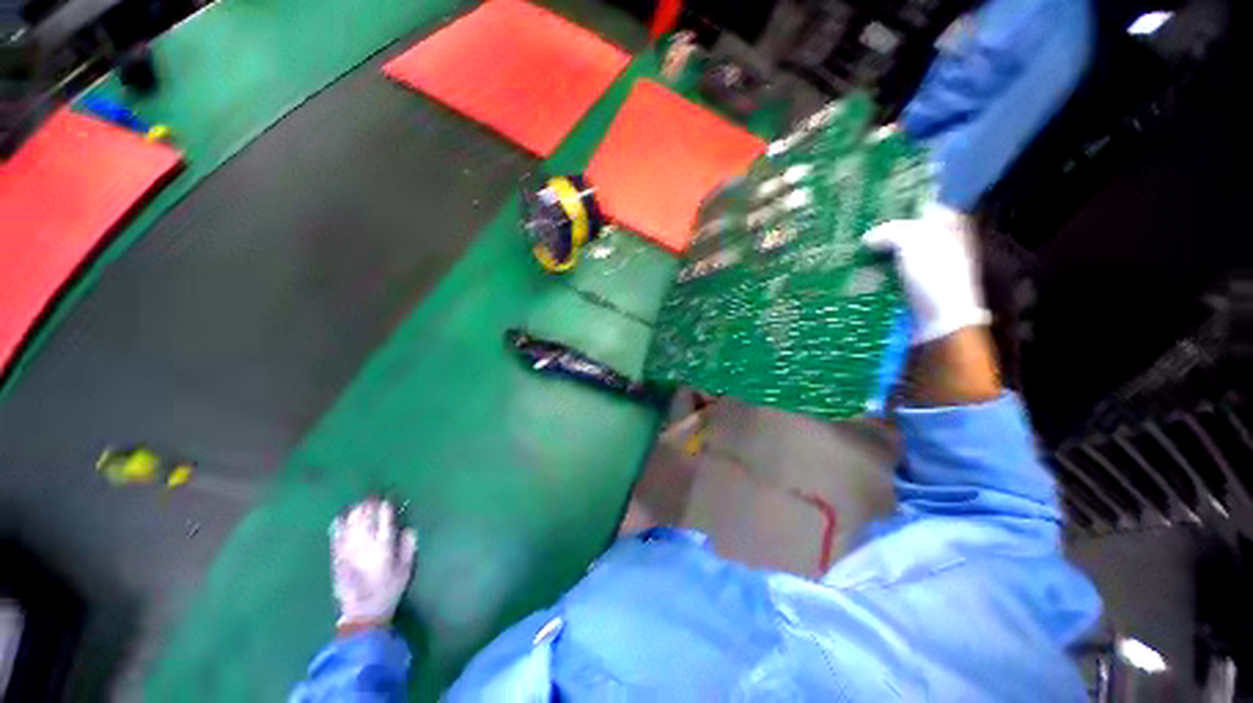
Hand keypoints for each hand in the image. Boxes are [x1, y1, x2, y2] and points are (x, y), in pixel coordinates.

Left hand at [330, 498, 416, 628]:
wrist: (362, 612)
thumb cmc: (388, 588)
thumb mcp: (406, 568)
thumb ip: (408, 545)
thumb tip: (408, 528)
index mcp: (384, 546)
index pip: (385, 519)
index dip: (386, 507)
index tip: (388, 498)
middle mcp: (365, 544)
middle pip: (366, 518)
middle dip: (369, 505)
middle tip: (372, 495)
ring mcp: (348, 551)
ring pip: (351, 524)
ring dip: (355, 512)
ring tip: (360, 502)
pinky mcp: (337, 558)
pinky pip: (337, 537)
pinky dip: (339, 525)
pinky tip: (341, 516)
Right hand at [862, 202, 990, 343]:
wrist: (940, 321)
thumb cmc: (934, 276)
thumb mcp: (913, 241)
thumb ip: (889, 230)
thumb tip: (868, 238)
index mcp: (947, 224)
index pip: (917, 205)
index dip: (894, 205)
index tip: (867, 208)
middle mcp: (938, 241)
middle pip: (902, 229)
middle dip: (878, 231)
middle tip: (852, 230)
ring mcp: (923, 265)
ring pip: (892, 251)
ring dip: (873, 253)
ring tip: (848, 251)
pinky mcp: (910, 285)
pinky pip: (887, 271)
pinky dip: (873, 270)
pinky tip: (855, 270)